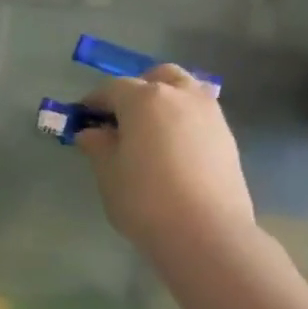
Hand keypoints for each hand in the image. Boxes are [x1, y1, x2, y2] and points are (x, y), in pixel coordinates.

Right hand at [76, 64, 257, 267]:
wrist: (205, 230)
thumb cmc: (144, 199)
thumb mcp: (108, 173)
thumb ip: (98, 146)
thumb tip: (91, 132)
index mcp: (145, 99)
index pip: (112, 88)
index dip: (93, 102)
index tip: (81, 118)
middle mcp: (180, 95)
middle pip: (155, 78)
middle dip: (134, 90)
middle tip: (119, 119)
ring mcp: (209, 112)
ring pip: (183, 90)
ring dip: (162, 101)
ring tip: (147, 132)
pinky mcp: (225, 134)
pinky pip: (198, 113)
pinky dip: (181, 119)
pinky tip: (170, 148)